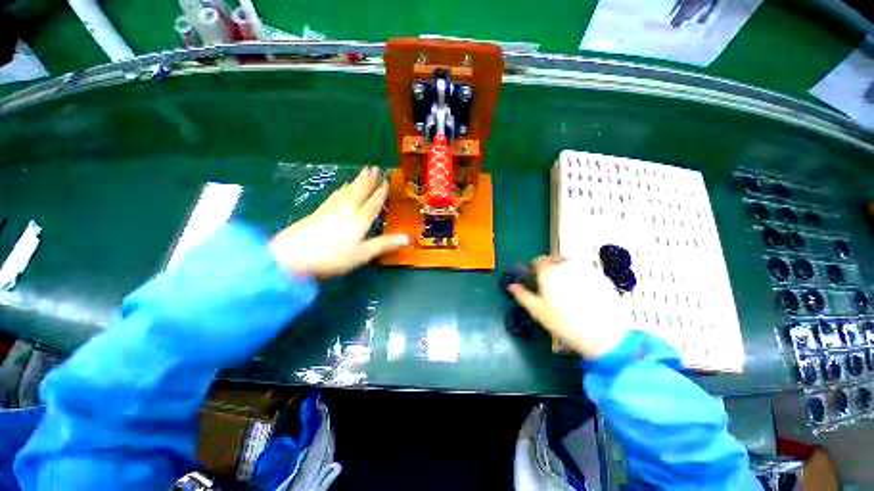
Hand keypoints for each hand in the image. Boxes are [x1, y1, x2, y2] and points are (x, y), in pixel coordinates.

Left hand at [270, 167, 408, 277]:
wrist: (290, 257)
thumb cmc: (332, 257)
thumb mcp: (362, 254)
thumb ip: (385, 244)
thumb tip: (408, 238)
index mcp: (359, 219)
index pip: (373, 203)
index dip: (381, 192)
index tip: (386, 181)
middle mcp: (347, 209)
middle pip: (360, 191)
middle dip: (368, 180)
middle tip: (374, 167)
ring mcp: (330, 209)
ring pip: (348, 191)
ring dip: (357, 181)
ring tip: (362, 172)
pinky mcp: (318, 212)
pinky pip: (335, 195)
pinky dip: (342, 189)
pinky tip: (341, 187)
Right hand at [508, 257, 631, 357]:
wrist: (605, 336)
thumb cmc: (565, 323)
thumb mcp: (538, 311)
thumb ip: (522, 295)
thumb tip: (511, 286)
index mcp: (550, 272)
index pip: (538, 260)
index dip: (534, 267)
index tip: (533, 276)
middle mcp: (567, 265)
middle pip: (554, 260)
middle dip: (549, 268)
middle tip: (549, 284)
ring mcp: (587, 270)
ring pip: (570, 265)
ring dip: (564, 271)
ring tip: (565, 289)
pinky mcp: (602, 277)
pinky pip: (585, 272)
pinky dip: (580, 277)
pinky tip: (582, 293)